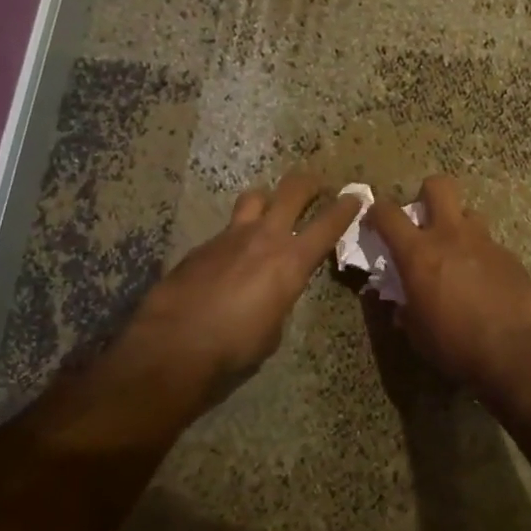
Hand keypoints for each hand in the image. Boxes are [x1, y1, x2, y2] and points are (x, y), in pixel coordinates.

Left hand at [106, 174, 357, 409]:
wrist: (174, 346)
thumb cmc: (235, 347)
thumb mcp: (274, 328)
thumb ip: (281, 298)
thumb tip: (274, 291)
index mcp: (291, 261)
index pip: (328, 224)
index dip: (346, 207)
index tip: (356, 195)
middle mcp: (264, 238)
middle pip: (292, 191)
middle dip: (309, 183)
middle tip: (316, 184)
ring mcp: (229, 237)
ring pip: (254, 198)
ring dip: (267, 200)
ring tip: (268, 211)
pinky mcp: (201, 246)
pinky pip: (226, 230)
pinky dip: (235, 237)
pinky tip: (229, 259)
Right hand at [365, 175, 530, 393]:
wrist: (515, 352)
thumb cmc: (455, 345)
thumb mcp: (417, 333)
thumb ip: (406, 308)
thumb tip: (402, 303)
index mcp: (419, 253)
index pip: (388, 214)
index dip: (377, 211)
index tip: (374, 219)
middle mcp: (451, 236)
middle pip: (438, 186)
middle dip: (427, 194)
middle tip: (424, 219)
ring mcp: (485, 242)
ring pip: (469, 213)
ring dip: (458, 226)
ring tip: (458, 253)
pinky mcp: (510, 256)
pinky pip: (490, 245)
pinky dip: (481, 256)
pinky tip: (485, 282)